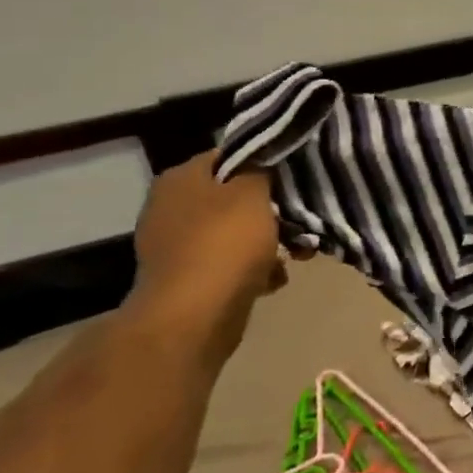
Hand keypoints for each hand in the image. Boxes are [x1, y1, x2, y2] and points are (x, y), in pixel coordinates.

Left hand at [131, 152, 285, 324]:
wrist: (193, 317)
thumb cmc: (225, 243)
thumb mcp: (253, 193)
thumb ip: (260, 169)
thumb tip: (261, 162)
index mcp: (180, 179)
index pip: (229, 156)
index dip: (264, 163)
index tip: (294, 176)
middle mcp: (170, 207)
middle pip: (233, 196)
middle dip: (271, 208)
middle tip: (302, 218)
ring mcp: (176, 246)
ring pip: (234, 232)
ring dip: (268, 241)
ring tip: (299, 252)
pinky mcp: (187, 279)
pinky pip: (229, 263)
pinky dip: (253, 269)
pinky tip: (275, 279)